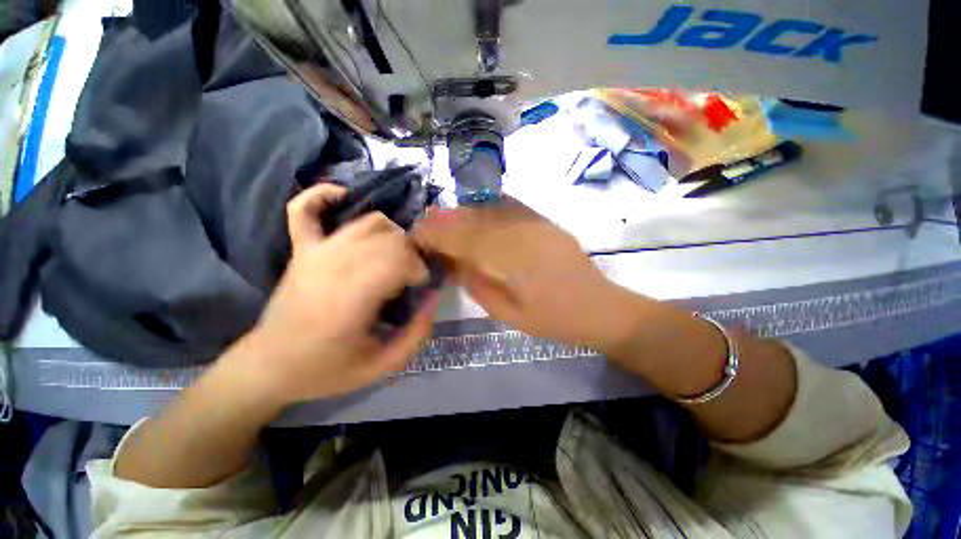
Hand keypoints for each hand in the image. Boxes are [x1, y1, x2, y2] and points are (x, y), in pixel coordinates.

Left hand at [228, 184, 438, 405]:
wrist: (268, 367)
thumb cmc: (326, 370)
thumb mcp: (381, 367)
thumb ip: (417, 335)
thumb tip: (434, 298)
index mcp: (352, 298)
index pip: (399, 258)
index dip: (419, 268)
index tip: (420, 286)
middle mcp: (333, 267)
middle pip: (390, 237)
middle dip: (412, 253)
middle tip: (411, 275)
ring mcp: (314, 253)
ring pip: (367, 222)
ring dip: (392, 234)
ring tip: (394, 255)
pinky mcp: (300, 250)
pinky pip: (304, 209)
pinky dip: (322, 196)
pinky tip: (342, 196)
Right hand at [413, 199, 639, 351]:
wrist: (599, 308)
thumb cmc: (553, 320)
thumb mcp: (508, 314)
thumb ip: (477, 285)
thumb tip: (452, 262)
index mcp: (512, 261)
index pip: (464, 240)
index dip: (437, 234)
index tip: (416, 235)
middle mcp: (522, 234)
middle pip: (474, 221)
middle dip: (445, 220)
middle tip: (424, 222)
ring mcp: (536, 224)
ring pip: (490, 211)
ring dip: (463, 213)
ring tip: (443, 216)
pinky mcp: (545, 222)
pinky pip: (510, 207)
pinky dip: (488, 208)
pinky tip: (476, 211)